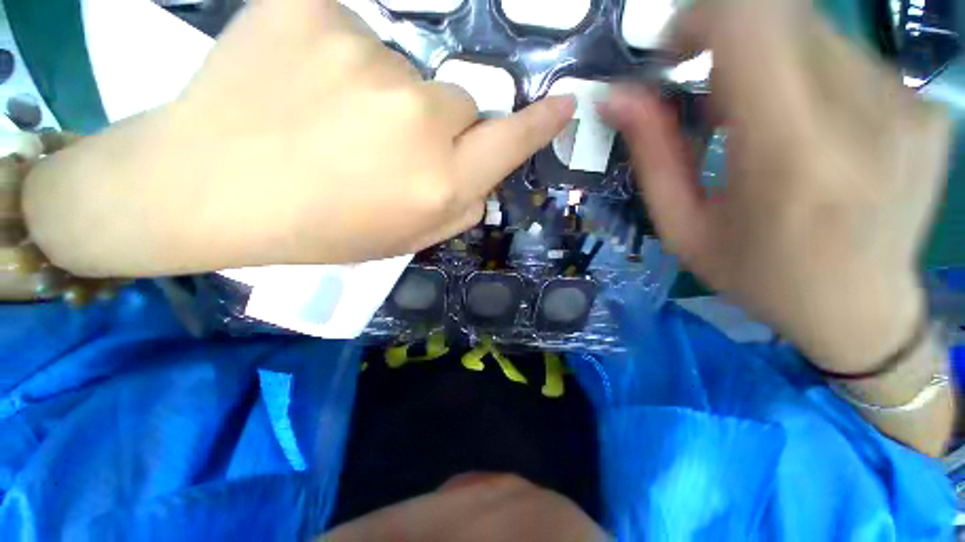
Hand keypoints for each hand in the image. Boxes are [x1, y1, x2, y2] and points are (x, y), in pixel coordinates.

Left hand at [23, 0, 572, 275]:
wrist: (209, 190)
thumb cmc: (318, 229)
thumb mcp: (402, 240)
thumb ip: (458, 211)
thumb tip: (484, 177)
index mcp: (437, 184)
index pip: (510, 142)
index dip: (540, 124)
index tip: (565, 105)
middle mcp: (418, 122)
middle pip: (459, 103)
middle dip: (436, 125)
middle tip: (382, 146)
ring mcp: (367, 61)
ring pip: (409, 72)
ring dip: (387, 97)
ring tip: (332, 123)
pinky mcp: (313, 12)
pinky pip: (356, 33)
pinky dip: (342, 60)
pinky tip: (301, 90)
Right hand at [602, 0, 951, 372]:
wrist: (861, 310)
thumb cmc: (759, 276)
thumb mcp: (683, 227)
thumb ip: (652, 155)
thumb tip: (616, 97)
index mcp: (791, 157)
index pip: (750, 22)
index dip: (702, 17)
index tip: (676, 49)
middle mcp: (863, 117)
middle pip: (781, 17)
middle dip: (730, 43)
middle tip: (712, 100)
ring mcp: (907, 108)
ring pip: (815, 34)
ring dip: (770, 64)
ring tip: (759, 125)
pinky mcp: (926, 109)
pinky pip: (850, 58)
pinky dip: (812, 78)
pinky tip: (808, 129)